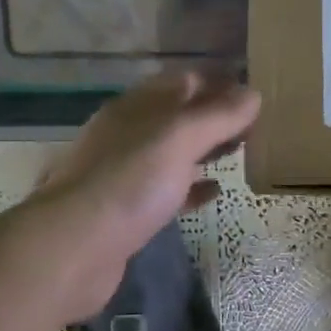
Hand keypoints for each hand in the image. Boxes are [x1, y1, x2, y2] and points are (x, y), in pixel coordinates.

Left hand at [25, 71, 260, 320]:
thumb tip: (253, 93)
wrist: (74, 248)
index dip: (219, 82)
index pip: (184, 82)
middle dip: (215, 116)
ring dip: (206, 149)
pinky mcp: (128, 210)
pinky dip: (193, 187)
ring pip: (174, 152)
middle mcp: (129, 133)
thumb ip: (217, 115)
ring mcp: (126, 173)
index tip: (255, 92)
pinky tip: (215, 191)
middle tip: (256, 125)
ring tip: (242, 152)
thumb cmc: (129, 183)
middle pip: (179, 116)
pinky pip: (168, 189)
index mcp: (137, 107)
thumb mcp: (179, 138)